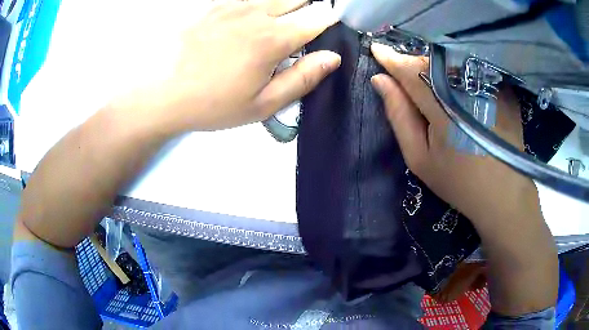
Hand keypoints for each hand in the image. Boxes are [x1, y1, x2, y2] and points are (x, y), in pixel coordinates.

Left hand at [117, 0, 340, 133]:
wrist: (162, 93)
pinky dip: (256, 7)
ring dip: (282, 6)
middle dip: (307, 8)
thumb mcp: (263, 104)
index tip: (327, 29)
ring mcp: (233, 6)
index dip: (329, 22)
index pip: (318, 19)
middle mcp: (257, 13)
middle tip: (299, 28)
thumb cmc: (213, 104)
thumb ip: (302, 78)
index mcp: (274, 39)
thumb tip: (332, 58)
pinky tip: (245, 25)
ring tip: (270, 30)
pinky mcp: (213, 6)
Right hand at [369, 43, 541, 225]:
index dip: (392, 58)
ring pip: (451, 60)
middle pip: (431, 61)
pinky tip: (454, 82)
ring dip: (434, 64)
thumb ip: (399, 116)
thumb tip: (380, 80)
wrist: (503, 193)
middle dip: (412, 61)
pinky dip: (456, 69)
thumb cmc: (458, 181)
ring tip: (426, 76)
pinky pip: (471, 67)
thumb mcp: (420, 158)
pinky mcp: (501, 88)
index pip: (411, 71)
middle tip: (402, 69)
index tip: (376, 48)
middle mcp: (468, 90)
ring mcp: (488, 86)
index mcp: (444, 110)